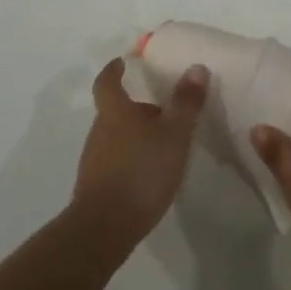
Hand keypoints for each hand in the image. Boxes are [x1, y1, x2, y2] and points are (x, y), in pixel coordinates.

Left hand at [71, 57, 206, 252]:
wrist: (105, 227)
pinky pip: (116, 161)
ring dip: (137, 136)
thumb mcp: (174, 134)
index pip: (107, 82)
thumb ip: (186, 103)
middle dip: (138, 109)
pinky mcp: (97, 186)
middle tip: (164, 112)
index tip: (122, 62)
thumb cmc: (142, 171)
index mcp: (115, 112)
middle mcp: (100, 131)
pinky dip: (132, 159)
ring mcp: (95, 160)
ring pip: (117, 137)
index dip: (113, 70)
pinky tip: (151, 174)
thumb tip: (195, 68)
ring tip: (165, 146)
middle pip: (116, 111)